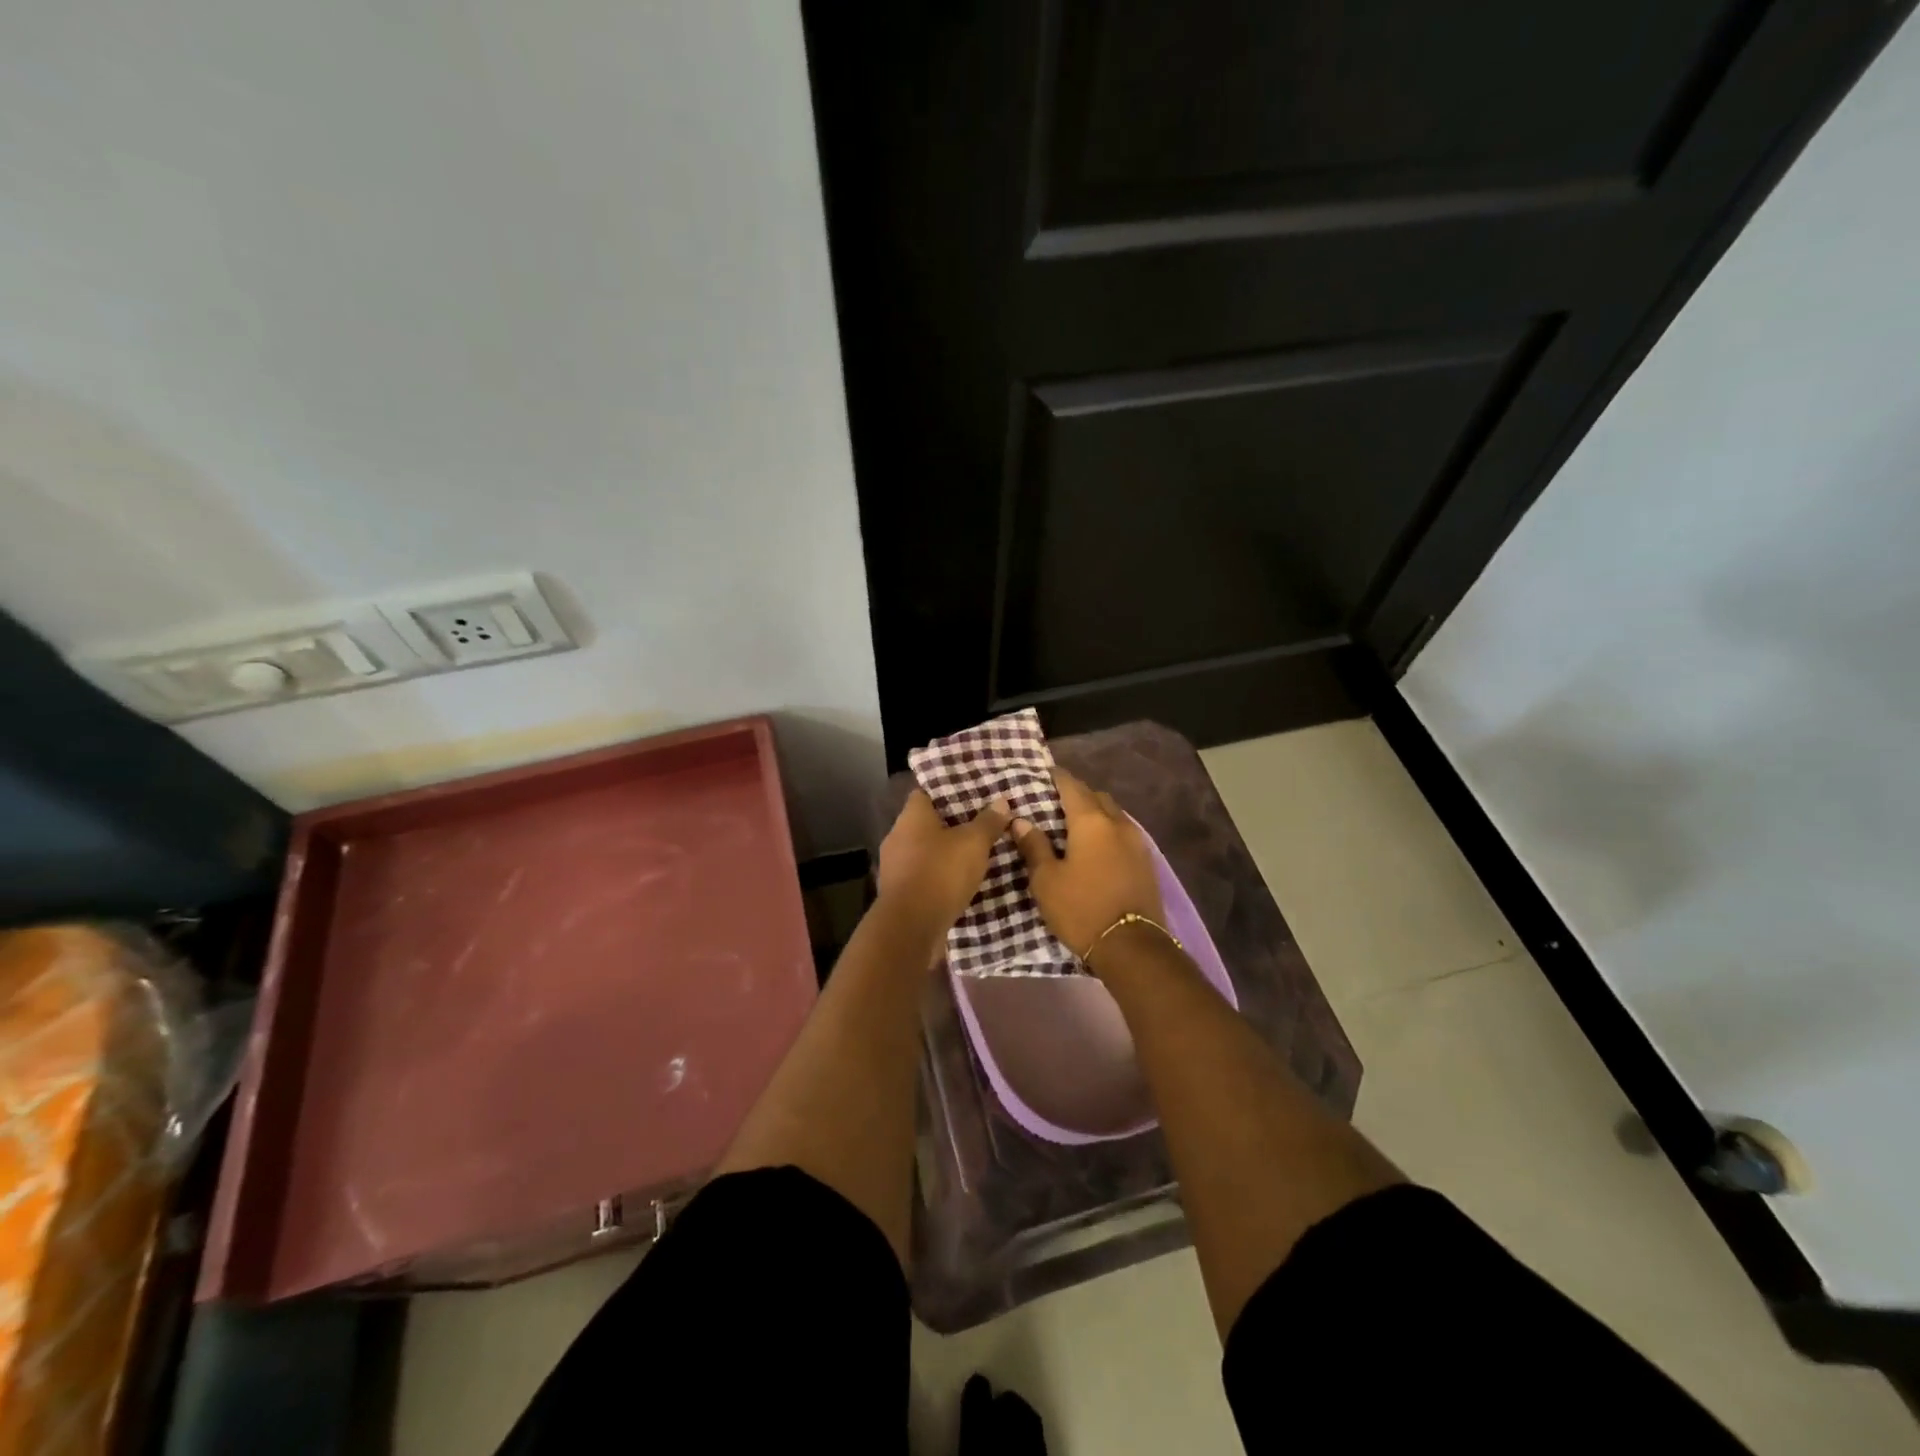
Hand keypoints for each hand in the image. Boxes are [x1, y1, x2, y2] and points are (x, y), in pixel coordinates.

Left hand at [876, 791, 1011, 957]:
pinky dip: (940, 877)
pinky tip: (961, 882)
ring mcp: (895, 867)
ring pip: (925, 851)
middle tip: (981, 825)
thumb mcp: (973, 843)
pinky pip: (924, 876)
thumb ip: (988, 822)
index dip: (947, 792)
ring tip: (975, 854)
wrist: (911, 927)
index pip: (925, 793)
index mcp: (911, 817)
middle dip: (951, 825)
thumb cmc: (941, 873)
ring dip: (946, 854)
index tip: (971, 795)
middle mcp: (897, 837)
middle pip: (926, 823)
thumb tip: (1001, 801)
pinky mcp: (900, 893)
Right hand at [1011, 769, 1164, 961]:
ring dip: (1096, 813)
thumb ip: (1034, 847)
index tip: (1044, 772)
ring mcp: (1137, 842)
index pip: (1072, 786)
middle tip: (1056, 801)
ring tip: (1076, 824)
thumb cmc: (1081, 909)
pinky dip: (1108, 831)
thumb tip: (1021, 821)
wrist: (1132, 946)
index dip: (1057, 776)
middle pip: (1096, 797)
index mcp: (1090, 822)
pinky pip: (1123, 834)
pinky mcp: (1146, 862)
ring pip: (1114, 815)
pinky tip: (1097, 847)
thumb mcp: (1046, 880)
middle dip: (1078, 794)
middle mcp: (1117, 823)